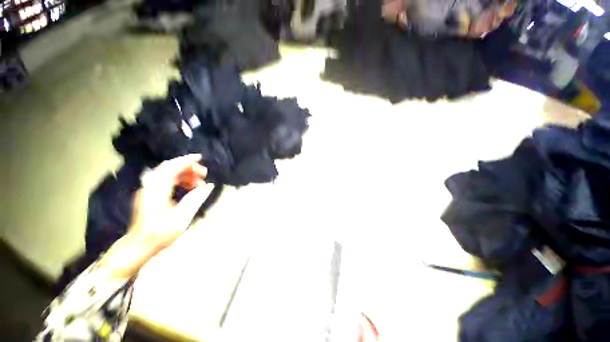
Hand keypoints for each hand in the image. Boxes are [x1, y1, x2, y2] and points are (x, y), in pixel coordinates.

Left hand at [130, 154, 208, 251]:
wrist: (139, 245)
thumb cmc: (160, 233)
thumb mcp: (182, 217)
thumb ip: (195, 199)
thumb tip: (208, 186)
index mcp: (157, 190)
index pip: (171, 167)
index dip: (186, 160)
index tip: (200, 158)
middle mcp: (150, 186)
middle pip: (169, 167)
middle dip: (188, 167)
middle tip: (203, 173)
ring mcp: (148, 190)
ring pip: (167, 173)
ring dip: (184, 174)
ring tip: (198, 182)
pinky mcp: (149, 194)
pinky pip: (165, 180)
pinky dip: (178, 179)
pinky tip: (188, 186)